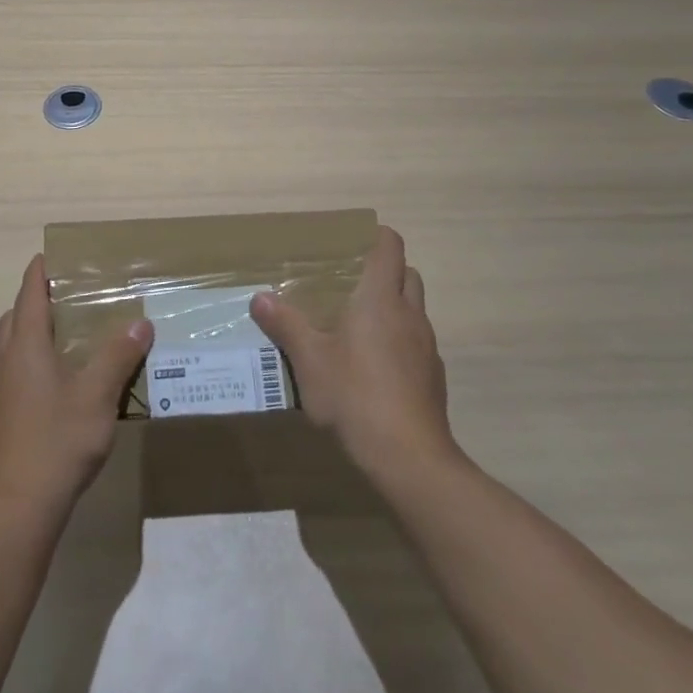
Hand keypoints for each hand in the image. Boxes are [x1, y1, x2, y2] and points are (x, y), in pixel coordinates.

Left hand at [0, 254, 151, 518]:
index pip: (29, 294)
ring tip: (68, 337)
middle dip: (36, 301)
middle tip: (70, 297)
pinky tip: (57, 383)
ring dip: (31, 333)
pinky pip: (11, 373)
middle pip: (14, 318)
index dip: (40, 272)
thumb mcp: (98, 396)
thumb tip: (140, 323)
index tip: (53, 256)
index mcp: (24, 347)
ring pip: (10, 347)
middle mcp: (4, 362)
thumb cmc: (57, 441)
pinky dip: (29, 362)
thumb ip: (118, 356)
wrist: (15, 508)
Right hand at [249, 226, 457, 481]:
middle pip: (407, 274)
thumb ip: (285, 325)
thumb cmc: (355, 395)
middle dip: (384, 271)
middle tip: (349, 284)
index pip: (390, 245)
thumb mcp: (309, 360)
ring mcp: (426, 346)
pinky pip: (416, 343)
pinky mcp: (433, 376)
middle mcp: (409, 314)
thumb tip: (260, 297)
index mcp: (380, 299)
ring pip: (414, 309)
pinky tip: (373, 369)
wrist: (409, 456)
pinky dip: (399, 342)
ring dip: (392, 307)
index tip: (351, 242)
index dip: (375, 236)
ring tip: (357, 326)